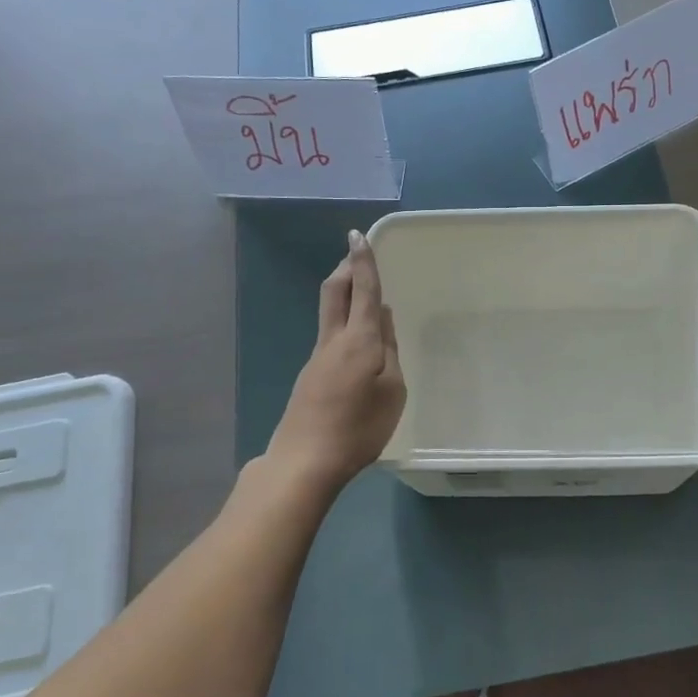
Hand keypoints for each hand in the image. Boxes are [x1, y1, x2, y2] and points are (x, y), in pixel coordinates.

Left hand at [267, 231, 407, 493]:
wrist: (305, 461)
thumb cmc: (359, 427)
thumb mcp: (392, 390)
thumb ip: (390, 350)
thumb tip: (382, 319)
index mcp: (358, 340)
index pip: (363, 290)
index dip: (362, 261)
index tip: (357, 235)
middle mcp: (333, 340)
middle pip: (334, 292)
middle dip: (345, 268)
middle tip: (356, 255)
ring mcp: (317, 358)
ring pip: (330, 313)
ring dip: (345, 294)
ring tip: (365, 296)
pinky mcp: (311, 376)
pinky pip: (330, 336)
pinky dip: (344, 323)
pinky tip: (357, 344)